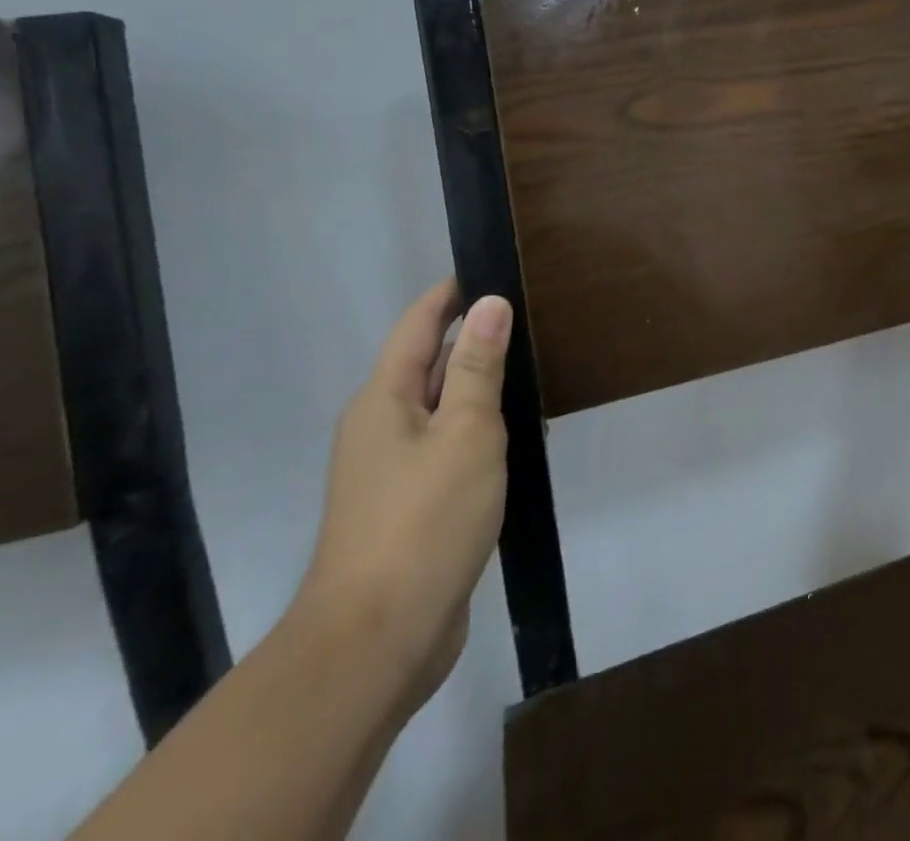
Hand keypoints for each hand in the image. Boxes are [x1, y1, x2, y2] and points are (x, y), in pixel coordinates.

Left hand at [292, 278, 509, 713]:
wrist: (377, 641)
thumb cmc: (425, 520)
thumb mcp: (466, 431)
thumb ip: (478, 367)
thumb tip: (489, 304)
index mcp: (383, 399)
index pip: (419, 324)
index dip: (452, 292)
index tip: (492, 267)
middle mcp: (379, 427)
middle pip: (429, 364)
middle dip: (474, 338)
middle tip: (530, 317)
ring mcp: (390, 471)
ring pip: (441, 409)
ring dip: (480, 388)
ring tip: (532, 370)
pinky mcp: (407, 507)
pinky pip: (446, 448)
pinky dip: (478, 431)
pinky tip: (516, 438)